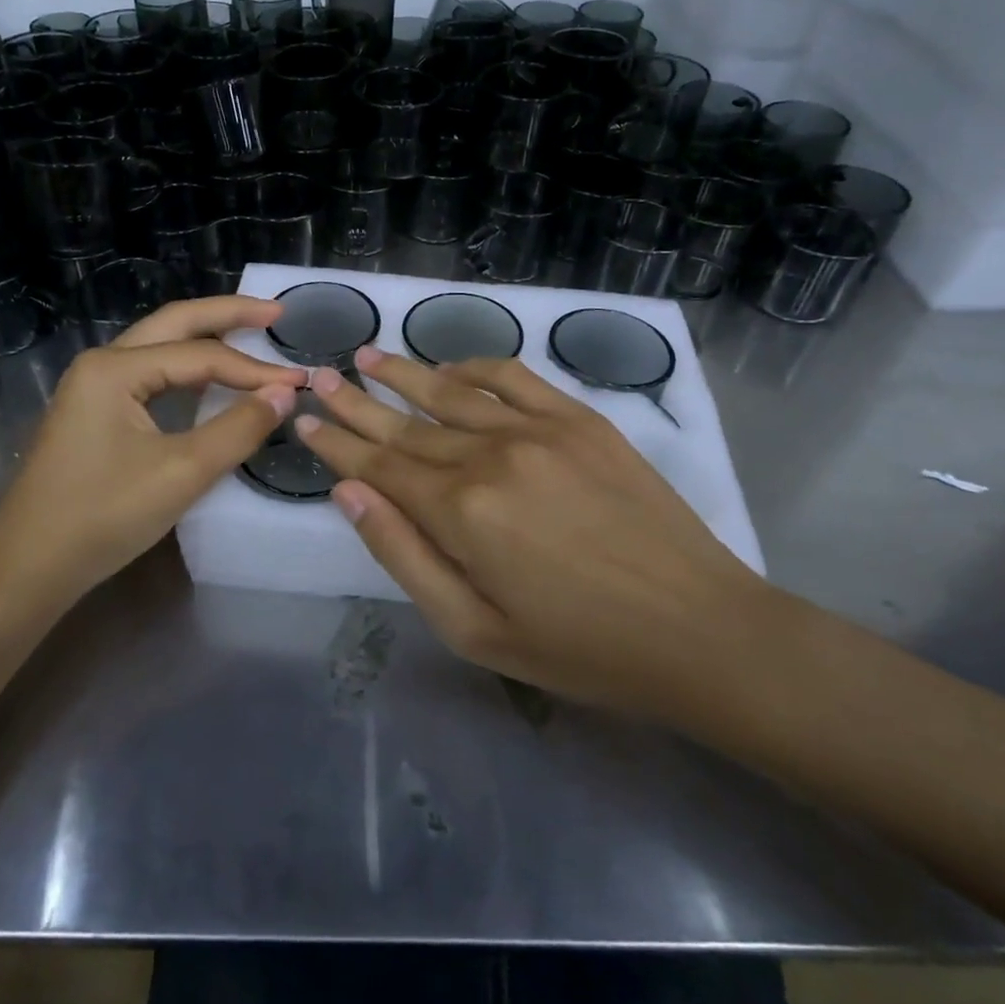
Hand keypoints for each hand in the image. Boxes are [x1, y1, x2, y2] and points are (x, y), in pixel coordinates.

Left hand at [0, 296, 303, 610]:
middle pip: (174, 324)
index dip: (254, 369)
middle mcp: (101, 363)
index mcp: (115, 368)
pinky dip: (185, 369)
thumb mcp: (182, 473)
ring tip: (251, 335)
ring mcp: (92, 386)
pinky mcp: (93, 411)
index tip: (301, 382)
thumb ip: (238, 428)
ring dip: (205, 339)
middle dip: (227, 315)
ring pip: (159, 346)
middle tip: (276, 314)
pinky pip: (148, 374)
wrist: (29, 567)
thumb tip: (286, 393)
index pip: (201, 356)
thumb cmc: (104, 517)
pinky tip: (209, 379)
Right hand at [294, 346, 783, 725]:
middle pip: (405, 424)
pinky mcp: (579, 420)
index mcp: (460, 512)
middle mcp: (489, 455)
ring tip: (367, 356)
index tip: (305, 420)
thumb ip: (402, 555)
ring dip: (403, 374)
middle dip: (355, 402)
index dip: (336, 443)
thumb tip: (348, 493)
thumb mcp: (472, 629)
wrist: (699, 631)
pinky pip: (512, 378)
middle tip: (319, 375)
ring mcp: (537, 430)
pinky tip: (449, 369)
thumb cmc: (578, 648)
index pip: (378, 466)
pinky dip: (473, 367)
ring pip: (449, 392)